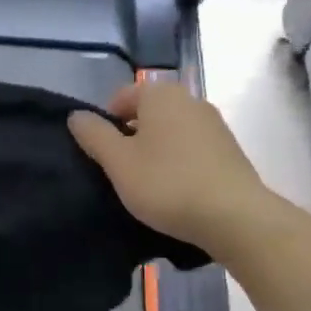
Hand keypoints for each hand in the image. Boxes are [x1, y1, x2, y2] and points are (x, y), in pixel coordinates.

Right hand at [69, 81, 272, 254]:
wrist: (234, 216)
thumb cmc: (166, 184)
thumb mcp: (118, 162)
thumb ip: (94, 135)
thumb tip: (76, 115)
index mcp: (161, 94)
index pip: (121, 97)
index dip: (105, 124)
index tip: (102, 156)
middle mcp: (190, 99)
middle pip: (148, 113)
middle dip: (131, 137)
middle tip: (122, 172)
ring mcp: (214, 124)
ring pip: (170, 131)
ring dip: (155, 151)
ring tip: (148, 185)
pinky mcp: (229, 149)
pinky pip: (192, 149)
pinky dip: (178, 162)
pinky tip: (176, 190)